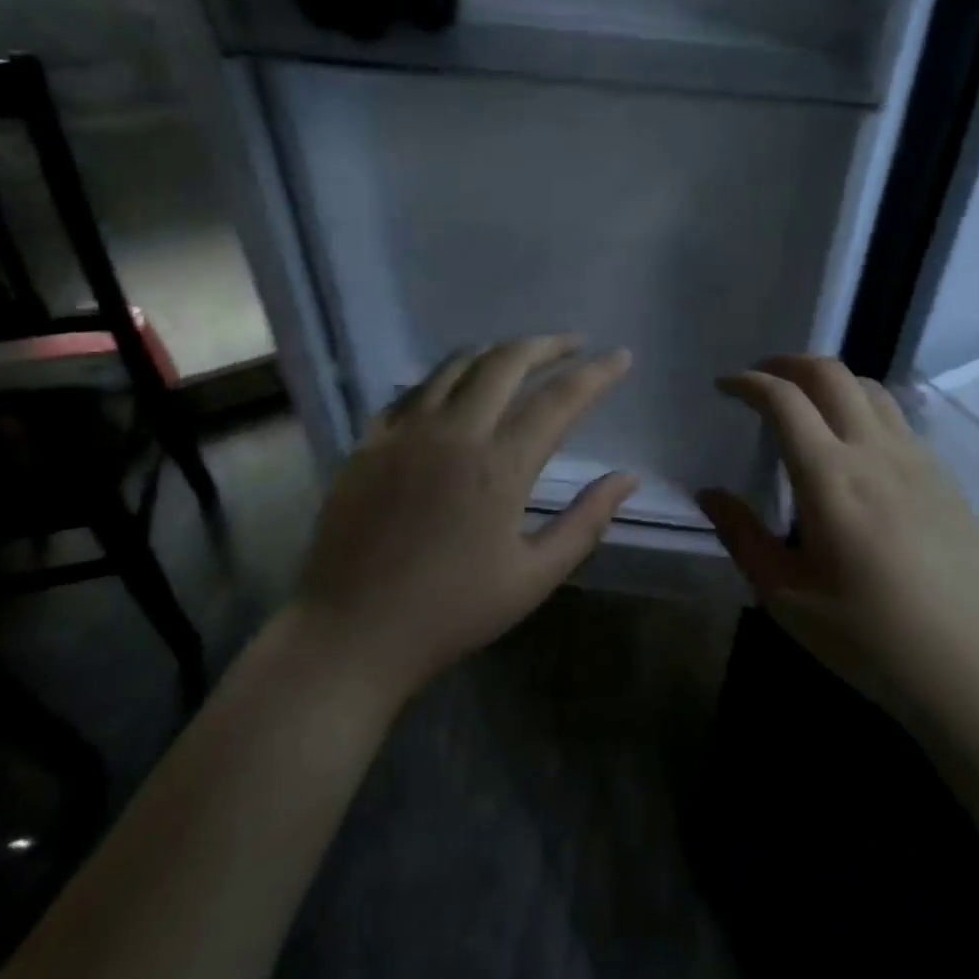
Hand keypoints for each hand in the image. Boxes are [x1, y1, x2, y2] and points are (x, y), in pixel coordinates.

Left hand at [296, 336, 635, 708]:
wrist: (351, 634)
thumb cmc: (451, 612)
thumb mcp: (533, 578)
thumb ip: (586, 522)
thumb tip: (627, 478)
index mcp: (499, 466)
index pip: (559, 399)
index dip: (596, 374)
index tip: (621, 357)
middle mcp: (453, 432)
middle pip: (506, 361)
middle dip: (547, 345)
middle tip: (574, 343)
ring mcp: (404, 432)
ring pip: (456, 365)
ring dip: (496, 352)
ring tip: (521, 356)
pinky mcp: (369, 442)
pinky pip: (414, 390)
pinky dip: (446, 378)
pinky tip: (456, 390)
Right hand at [697, 356, 978, 725]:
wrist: (972, 669)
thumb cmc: (869, 638)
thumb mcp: (786, 597)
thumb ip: (742, 536)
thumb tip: (709, 494)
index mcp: (830, 477)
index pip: (784, 400)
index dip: (749, 382)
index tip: (725, 387)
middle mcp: (875, 451)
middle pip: (830, 373)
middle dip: (787, 363)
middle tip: (761, 379)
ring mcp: (917, 458)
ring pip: (869, 388)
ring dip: (829, 380)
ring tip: (805, 403)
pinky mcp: (943, 475)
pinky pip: (896, 418)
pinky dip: (862, 407)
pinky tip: (853, 444)